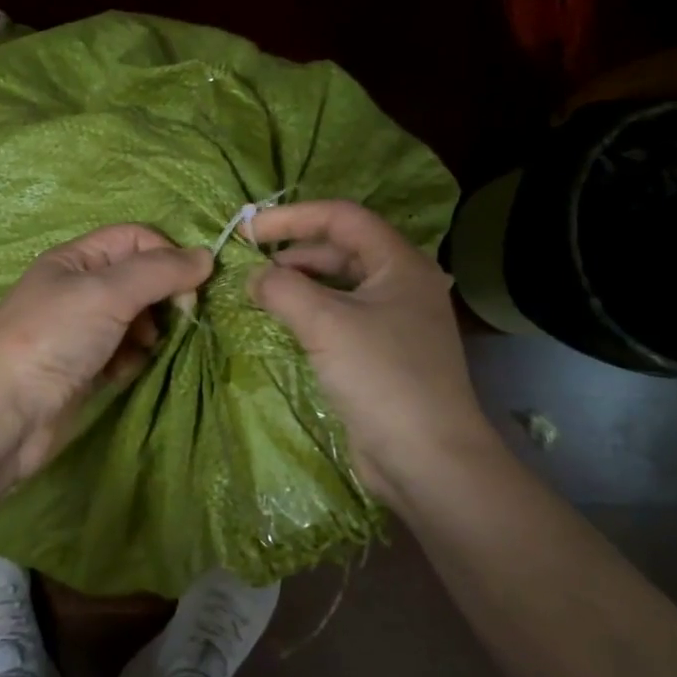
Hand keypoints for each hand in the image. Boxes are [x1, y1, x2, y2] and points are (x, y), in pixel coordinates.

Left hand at [0, 224, 213, 483]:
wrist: (5, 413)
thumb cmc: (53, 337)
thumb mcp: (107, 292)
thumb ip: (159, 271)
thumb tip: (208, 256)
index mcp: (75, 259)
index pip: (135, 239)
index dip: (166, 255)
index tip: (190, 287)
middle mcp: (79, 290)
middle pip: (139, 279)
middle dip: (162, 298)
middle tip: (176, 319)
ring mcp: (82, 331)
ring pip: (137, 319)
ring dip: (149, 333)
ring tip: (141, 350)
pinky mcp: (87, 369)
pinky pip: (125, 354)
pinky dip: (131, 361)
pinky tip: (122, 374)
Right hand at [245, 199, 497, 508]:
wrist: (427, 458)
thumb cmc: (382, 377)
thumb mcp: (326, 324)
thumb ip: (283, 289)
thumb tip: (254, 277)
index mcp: (400, 263)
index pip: (342, 218)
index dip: (292, 217)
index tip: (249, 230)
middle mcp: (401, 284)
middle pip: (341, 249)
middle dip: (293, 251)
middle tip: (248, 263)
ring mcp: (394, 320)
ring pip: (339, 285)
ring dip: (299, 283)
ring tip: (259, 292)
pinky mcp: (383, 353)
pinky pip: (341, 316)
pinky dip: (310, 312)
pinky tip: (283, 321)